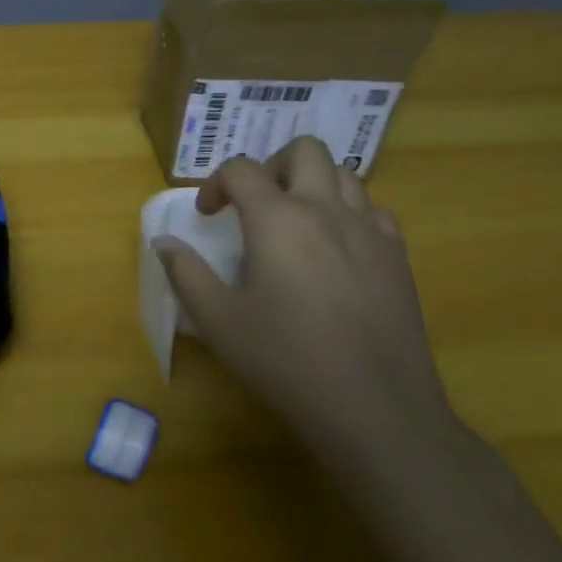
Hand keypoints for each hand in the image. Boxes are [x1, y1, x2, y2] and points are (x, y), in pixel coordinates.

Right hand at [155, 136, 451, 452]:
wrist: (376, 410)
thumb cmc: (286, 361)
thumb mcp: (218, 320)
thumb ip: (185, 272)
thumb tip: (163, 242)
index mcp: (277, 218)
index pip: (241, 169)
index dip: (216, 183)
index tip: (208, 216)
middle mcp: (325, 209)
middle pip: (303, 150)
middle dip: (272, 165)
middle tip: (256, 204)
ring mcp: (368, 230)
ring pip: (344, 174)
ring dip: (313, 184)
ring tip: (295, 222)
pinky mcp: (398, 257)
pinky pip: (373, 210)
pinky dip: (349, 213)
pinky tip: (337, 249)